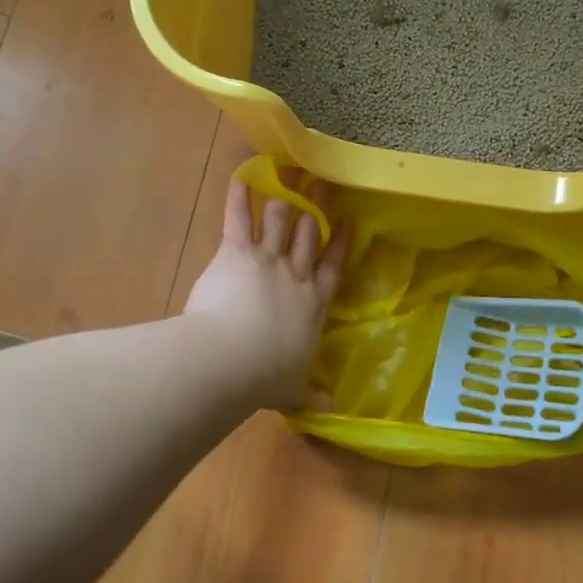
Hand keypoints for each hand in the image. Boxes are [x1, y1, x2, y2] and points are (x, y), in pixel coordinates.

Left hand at [183, 178, 350, 411]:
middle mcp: (295, 276)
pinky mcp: (237, 253)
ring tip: (291, 170)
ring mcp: (268, 260)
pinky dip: (239, 196)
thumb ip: (311, 395)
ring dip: (286, 194)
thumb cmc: (266, 377)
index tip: (350, 219)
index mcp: (313, 305)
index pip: (333, 267)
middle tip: (323, 182)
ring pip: (281, 220)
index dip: (341, 242)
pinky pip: (239, 219)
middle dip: (318, 206)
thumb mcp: (294, 389)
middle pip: (310, 234)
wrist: (233, 359)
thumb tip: (331, 411)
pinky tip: (242, 175)